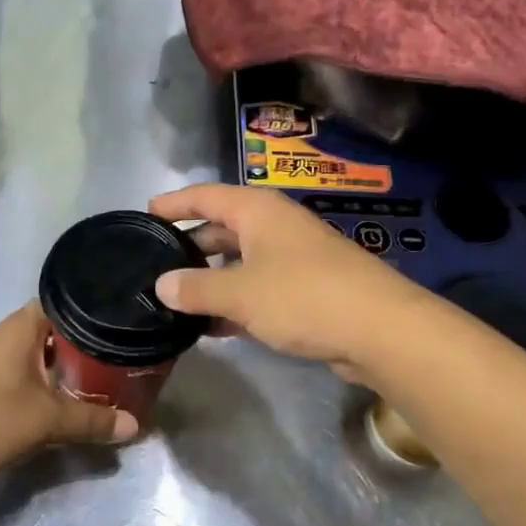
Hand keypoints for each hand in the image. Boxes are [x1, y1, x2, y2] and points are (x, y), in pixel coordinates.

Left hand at [0, 301, 139, 488]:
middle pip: (55, 327)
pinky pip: (27, 368)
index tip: (122, 318)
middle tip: (121, 350)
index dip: (94, 307)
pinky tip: (66, 393)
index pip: (65, 301)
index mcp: (21, 327)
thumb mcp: (48, 421)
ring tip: (102, 371)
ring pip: (40, 350)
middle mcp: (6, 334)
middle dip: (85, 339)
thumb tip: (135, 424)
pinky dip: (48, 376)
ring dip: (66, 361)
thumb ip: (93, 420)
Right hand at [148, 183, 425, 378]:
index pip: (205, 195)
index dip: (174, 203)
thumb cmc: (303, 296)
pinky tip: (214, 327)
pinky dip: (236, 302)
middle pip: (222, 228)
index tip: (146, 214)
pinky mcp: (307, 289)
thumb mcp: (239, 293)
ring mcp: (294, 258)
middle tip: (156, 266)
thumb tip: (162, 284)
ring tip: (176, 301)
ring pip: (240, 262)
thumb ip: (196, 288)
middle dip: (190, 246)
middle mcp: (275, 226)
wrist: (380, 329)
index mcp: (258, 211)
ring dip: (211, 280)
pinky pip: (259, 288)